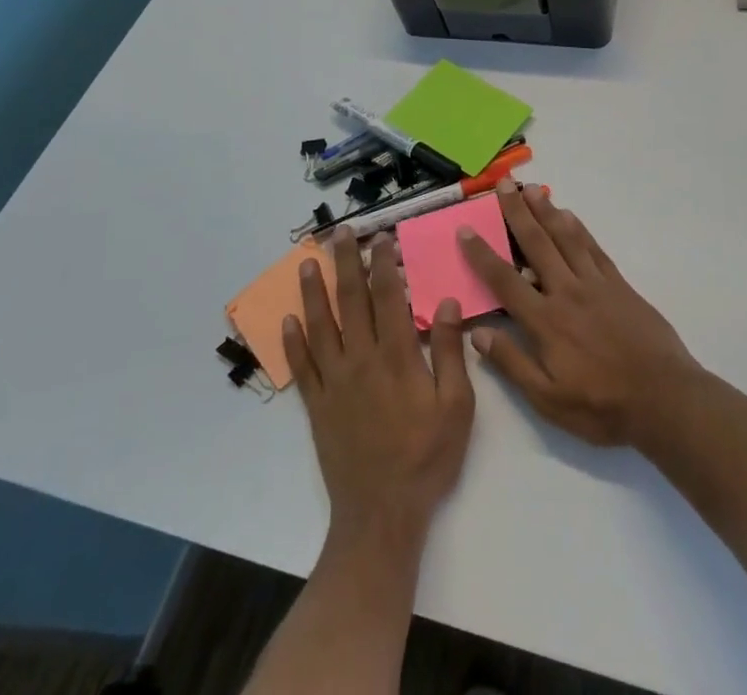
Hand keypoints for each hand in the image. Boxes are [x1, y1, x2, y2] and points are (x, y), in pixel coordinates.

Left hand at [284, 230, 474, 543]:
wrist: (381, 515)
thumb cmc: (427, 458)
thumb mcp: (457, 407)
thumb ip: (452, 353)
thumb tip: (447, 302)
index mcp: (397, 358)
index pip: (388, 298)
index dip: (384, 264)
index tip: (382, 236)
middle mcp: (361, 361)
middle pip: (351, 301)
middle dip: (347, 263)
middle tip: (341, 232)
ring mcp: (335, 383)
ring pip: (321, 327)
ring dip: (314, 292)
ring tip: (308, 263)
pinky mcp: (318, 406)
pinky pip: (302, 367)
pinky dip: (294, 342)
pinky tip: (288, 320)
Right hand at [458, 181, 699, 446]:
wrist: (663, 396)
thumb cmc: (601, 406)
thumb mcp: (548, 400)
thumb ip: (512, 364)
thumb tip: (477, 334)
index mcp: (545, 321)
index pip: (504, 280)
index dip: (482, 254)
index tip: (465, 229)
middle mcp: (567, 292)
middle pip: (536, 244)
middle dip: (516, 213)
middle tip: (503, 185)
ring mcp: (595, 283)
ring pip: (565, 237)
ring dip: (546, 210)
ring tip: (532, 188)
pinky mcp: (618, 283)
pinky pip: (593, 247)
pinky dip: (579, 228)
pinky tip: (569, 215)